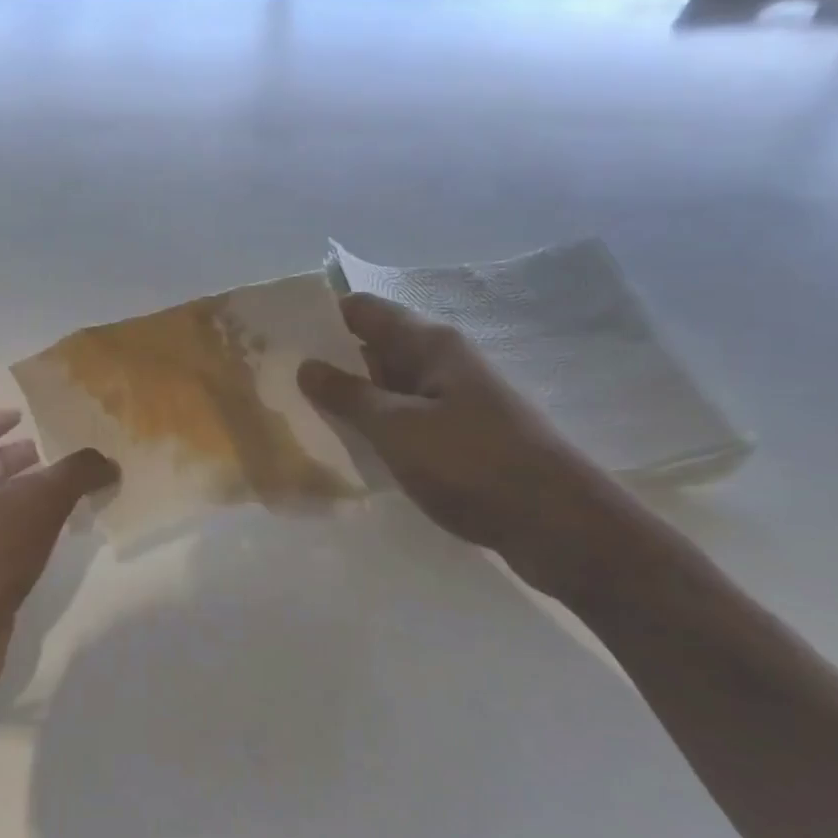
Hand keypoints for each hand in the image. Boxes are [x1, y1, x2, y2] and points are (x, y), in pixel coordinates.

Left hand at [0, 409, 116, 740]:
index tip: (23, 414)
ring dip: (29, 497)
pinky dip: (31, 532)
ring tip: (69, 494)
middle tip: (55, 457)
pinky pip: (8, 542)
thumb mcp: (41, 498)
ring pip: (0, 507)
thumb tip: (109, 462)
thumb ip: (78, 472)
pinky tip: (57, 539)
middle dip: (19, 460)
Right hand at [298, 293, 622, 579]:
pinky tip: (348, 448)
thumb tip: (306, 365)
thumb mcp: (398, 428)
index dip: (320, 317)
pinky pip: (406, 419)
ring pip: (388, 387)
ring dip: (350, 399)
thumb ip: (347, 395)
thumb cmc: (473, 463)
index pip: (362, 310)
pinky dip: (376, 428)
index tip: (277, 338)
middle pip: (373, 347)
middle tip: (277, 382)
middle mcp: (442, 362)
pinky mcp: (461, 436)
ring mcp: (454, 400)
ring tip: (300, 416)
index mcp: (430, 344)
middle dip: (328, 361)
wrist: (561, 526)